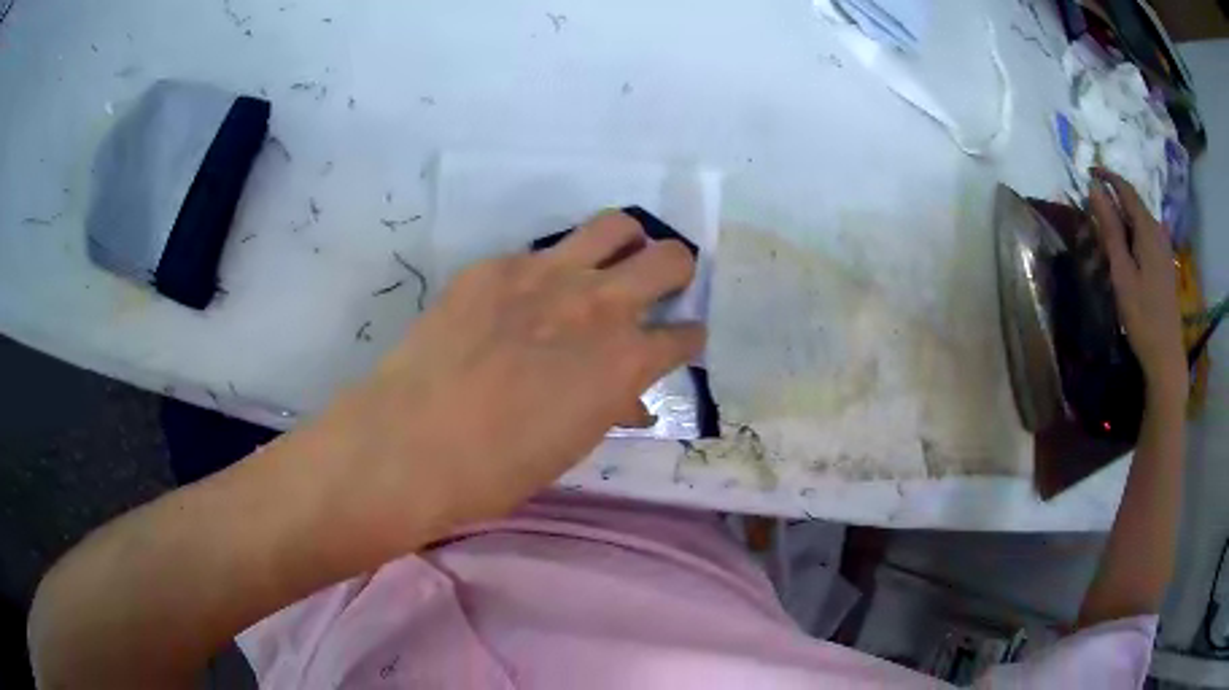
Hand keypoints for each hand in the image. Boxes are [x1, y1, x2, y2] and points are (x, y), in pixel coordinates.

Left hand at [315, 210, 703, 532]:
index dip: (687, 341)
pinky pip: (540, 252)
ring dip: (626, 245)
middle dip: (676, 273)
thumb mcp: (572, 445)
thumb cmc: (498, 469)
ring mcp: (545, 273)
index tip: (680, 343)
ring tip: (609, 266)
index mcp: (625, 361)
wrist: (411, 442)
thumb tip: (627, 397)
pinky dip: (550, 270)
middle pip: (669, 258)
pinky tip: (524, 299)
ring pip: (616, 226)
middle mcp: (598, 304)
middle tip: (659, 289)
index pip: (684, 335)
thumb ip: (609, 407)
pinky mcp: (495, 265)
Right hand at [1088, 168, 1186, 407]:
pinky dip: (1132, 230)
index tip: (1088, 172)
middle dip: (1114, 196)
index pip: (1126, 190)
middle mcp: (1158, 232)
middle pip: (1135, 203)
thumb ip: (1110, 229)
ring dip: (1123, 215)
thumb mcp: (1122, 272)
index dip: (1108, 176)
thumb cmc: (1142, 315)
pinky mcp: (1165, 264)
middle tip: (1093, 203)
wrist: (1166, 355)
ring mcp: (1164, 249)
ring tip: (1105, 224)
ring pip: (1141, 219)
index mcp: (1148, 230)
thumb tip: (1094, 189)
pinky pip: (1146, 234)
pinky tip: (1125, 245)